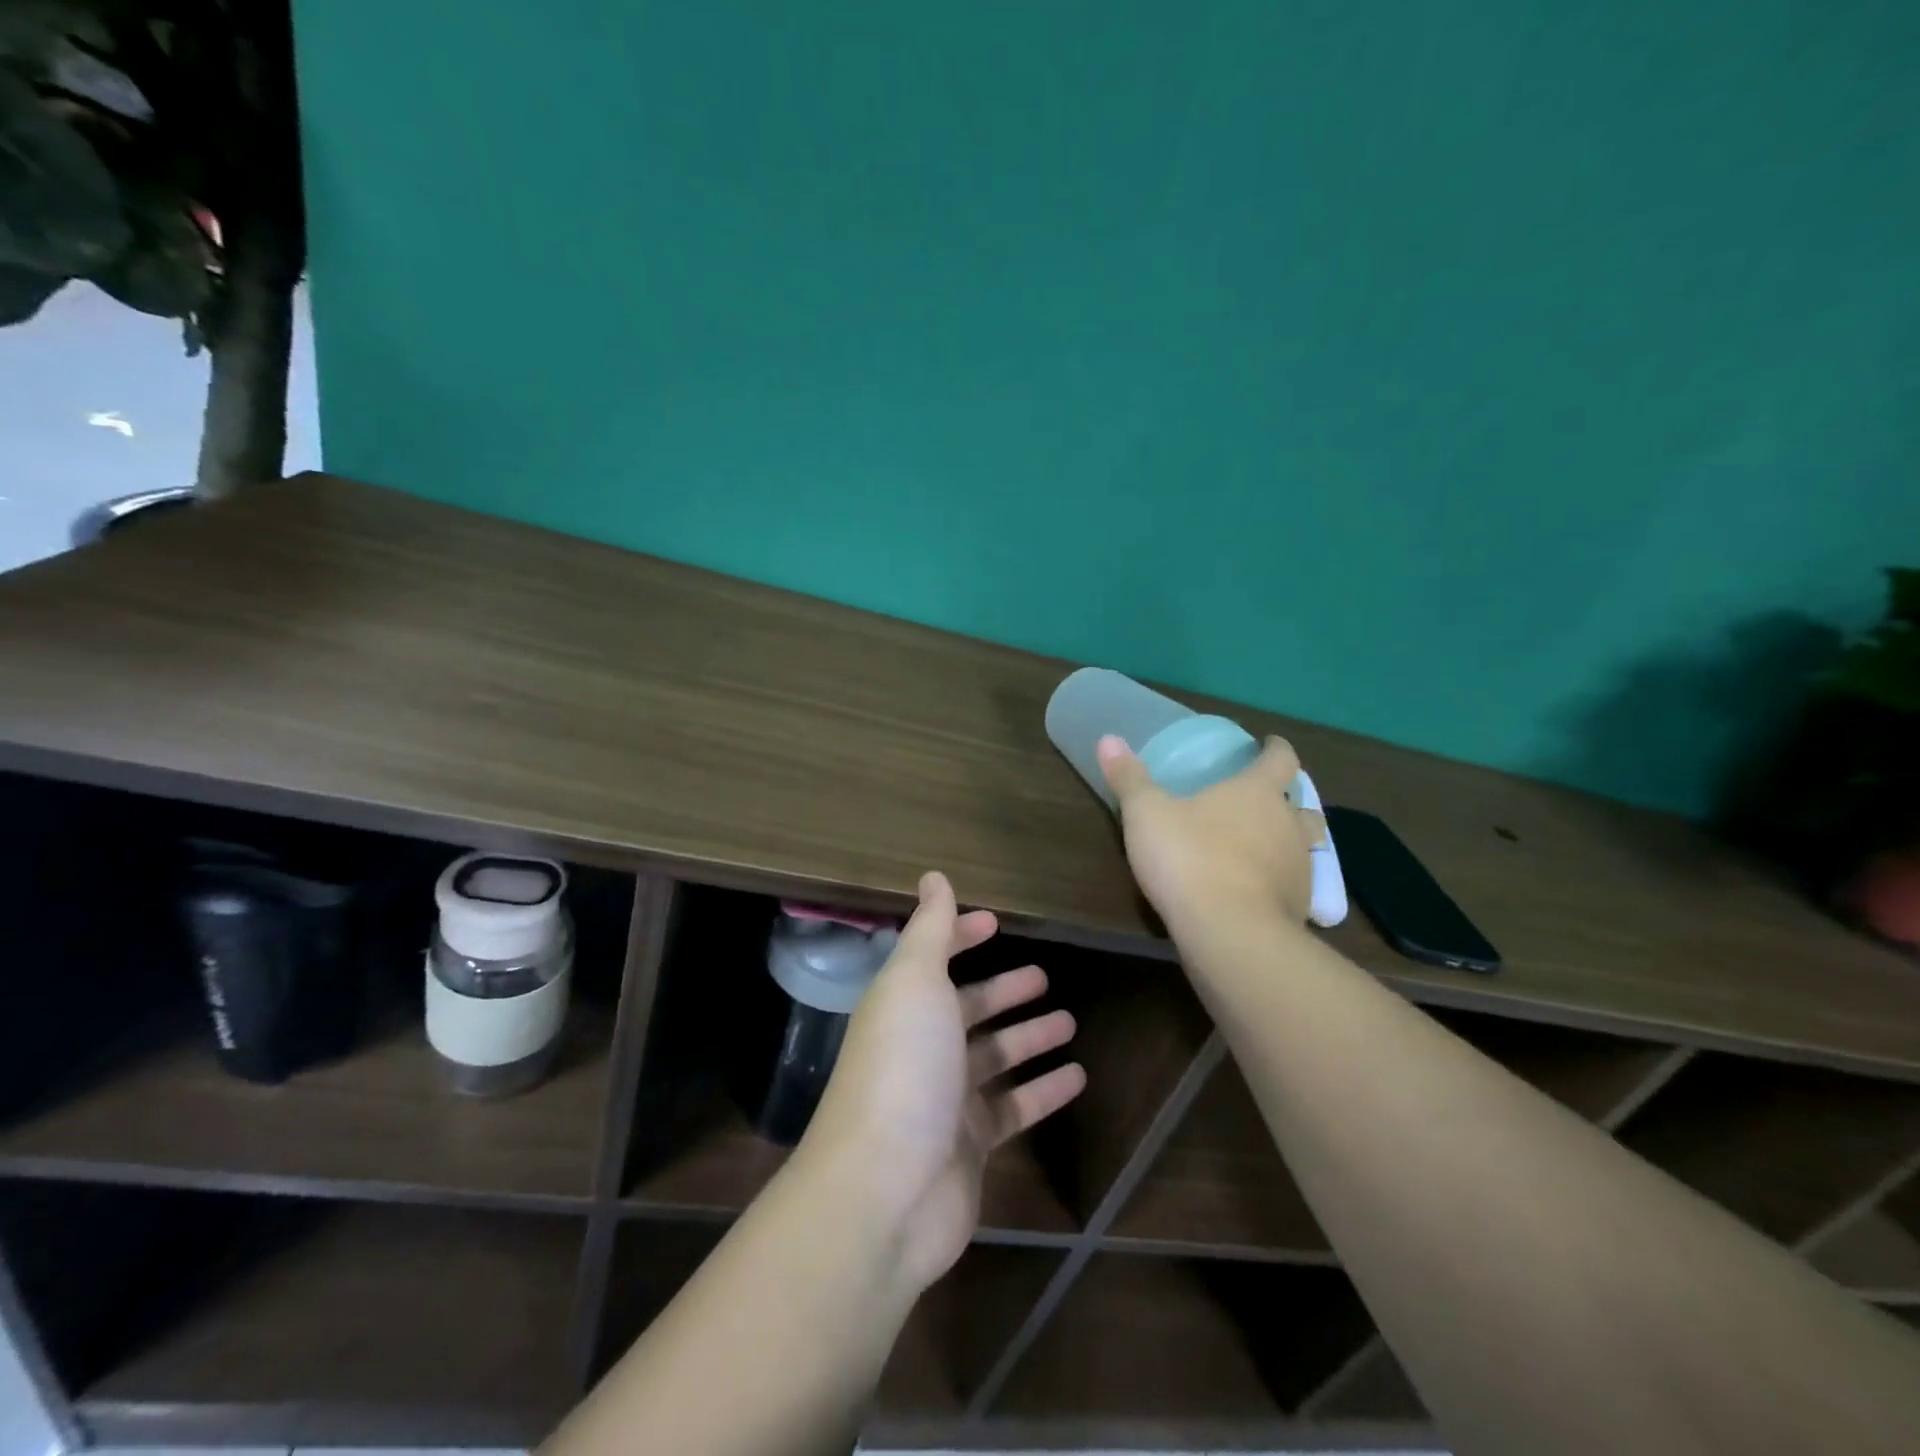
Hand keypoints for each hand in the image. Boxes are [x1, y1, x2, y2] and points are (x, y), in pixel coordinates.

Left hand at [799, 872, 1086, 1292]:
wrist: (885, 1191)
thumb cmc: (903, 1067)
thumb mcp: (915, 982)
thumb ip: (929, 928)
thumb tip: (933, 876)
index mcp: (904, 1004)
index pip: (935, 959)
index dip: (961, 937)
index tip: (995, 922)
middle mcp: (922, 1046)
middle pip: (969, 1009)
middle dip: (1004, 991)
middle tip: (1045, 977)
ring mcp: (945, 1098)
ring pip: (996, 1057)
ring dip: (1030, 1038)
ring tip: (1071, 1020)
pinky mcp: (970, 1145)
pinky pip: (1015, 1108)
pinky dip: (1044, 1091)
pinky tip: (1079, 1077)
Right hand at [1097, 733, 1322, 932]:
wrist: (1229, 932)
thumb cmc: (1189, 858)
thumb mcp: (1146, 814)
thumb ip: (1130, 778)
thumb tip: (1109, 739)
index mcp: (1258, 792)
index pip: (1281, 759)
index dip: (1276, 749)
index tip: (1269, 744)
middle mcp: (1288, 824)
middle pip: (1301, 804)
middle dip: (1286, 800)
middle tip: (1262, 801)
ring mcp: (1299, 868)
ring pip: (1303, 846)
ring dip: (1287, 841)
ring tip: (1261, 847)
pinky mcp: (1299, 908)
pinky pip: (1293, 885)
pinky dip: (1279, 882)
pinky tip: (1256, 891)